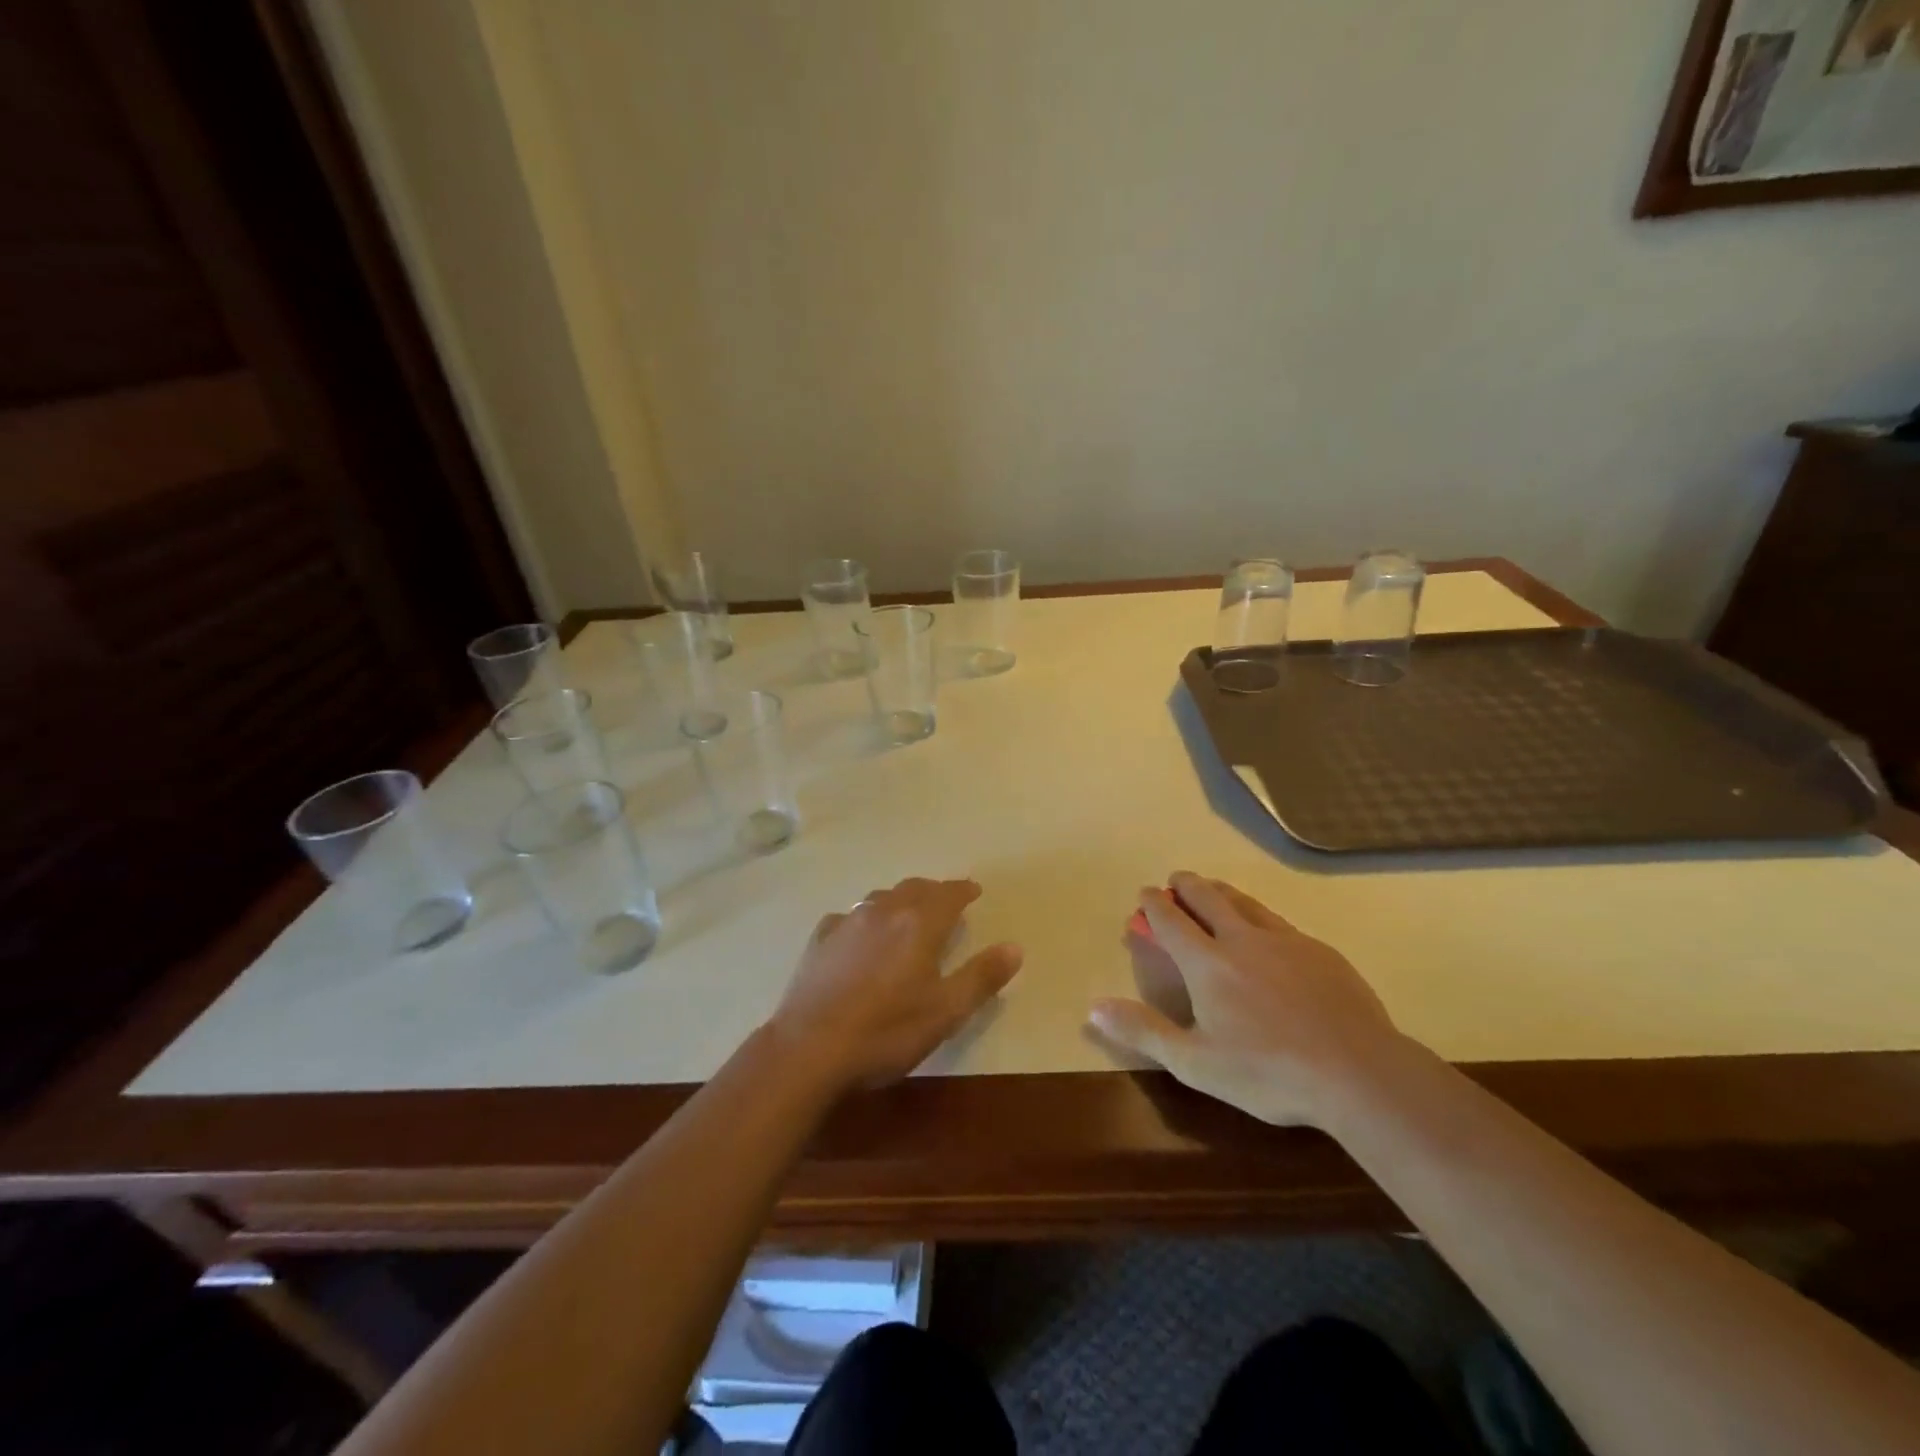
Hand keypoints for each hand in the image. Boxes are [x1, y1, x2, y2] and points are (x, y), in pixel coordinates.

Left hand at [769, 878, 1023, 1093]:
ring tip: (908, 913)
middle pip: (914, 889)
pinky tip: (861, 935)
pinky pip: (850, 917)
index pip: (948, 894)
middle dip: (934, 891)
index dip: (964, 890)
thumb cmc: (887, 1031)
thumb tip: (1014, 946)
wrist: (809, 1048)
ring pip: (881, 898)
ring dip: (901, 900)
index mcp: (919, 923)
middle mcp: (884, 911)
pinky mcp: (820, 939)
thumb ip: (982, 977)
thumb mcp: (946, 1012)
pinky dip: (865, 919)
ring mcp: (848, 922)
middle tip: (946, 901)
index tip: (974, 891)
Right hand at [1089, 871, 1404, 1125]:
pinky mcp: (1321, 953)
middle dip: (1187, 886)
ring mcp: (1286, 942)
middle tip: (1176, 880)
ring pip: (1247, 904)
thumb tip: (1093, 1007)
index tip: (1145, 892)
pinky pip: (1281, 924)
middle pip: (1208, 899)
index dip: (1154, 904)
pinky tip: (1270, 933)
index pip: (1171, 921)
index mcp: (1207, 963)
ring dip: (1223, 893)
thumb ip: (1143, 1031)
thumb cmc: (1267, 1072)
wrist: (1358, 1073)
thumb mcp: (1194, 1062)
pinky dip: (1261, 918)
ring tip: (1215, 890)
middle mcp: (1242, 940)